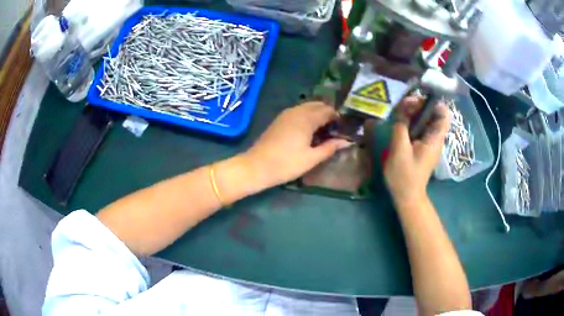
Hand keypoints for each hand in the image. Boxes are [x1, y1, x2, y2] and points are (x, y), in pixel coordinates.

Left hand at [243, 102, 351, 189]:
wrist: (257, 166)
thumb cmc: (286, 164)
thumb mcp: (311, 158)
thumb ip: (330, 147)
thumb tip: (346, 142)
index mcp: (307, 118)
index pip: (328, 110)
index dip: (338, 118)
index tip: (344, 128)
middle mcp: (297, 111)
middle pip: (317, 105)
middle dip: (328, 114)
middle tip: (335, 129)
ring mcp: (286, 114)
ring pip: (307, 107)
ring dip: (317, 114)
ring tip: (323, 131)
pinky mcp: (279, 119)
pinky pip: (298, 111)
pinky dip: (307, 116)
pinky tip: (308, 130)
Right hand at [384, 97, 449, 205]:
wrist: (407, 196)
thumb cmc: (404, 176)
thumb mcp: (399, 149)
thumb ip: (402, 126)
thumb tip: (403, 107)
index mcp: (434, 139)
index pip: (444, 114)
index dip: (433, 103)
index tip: (417, 100)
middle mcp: (435, 138)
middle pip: (434, 114)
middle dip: (420, 105)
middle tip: (403, 105)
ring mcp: (429, 143)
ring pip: (426, 120)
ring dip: (414, 113)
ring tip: (400, 112)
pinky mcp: (423, 147)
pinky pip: (421, 128)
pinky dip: (412, 122)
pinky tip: (401, 123)